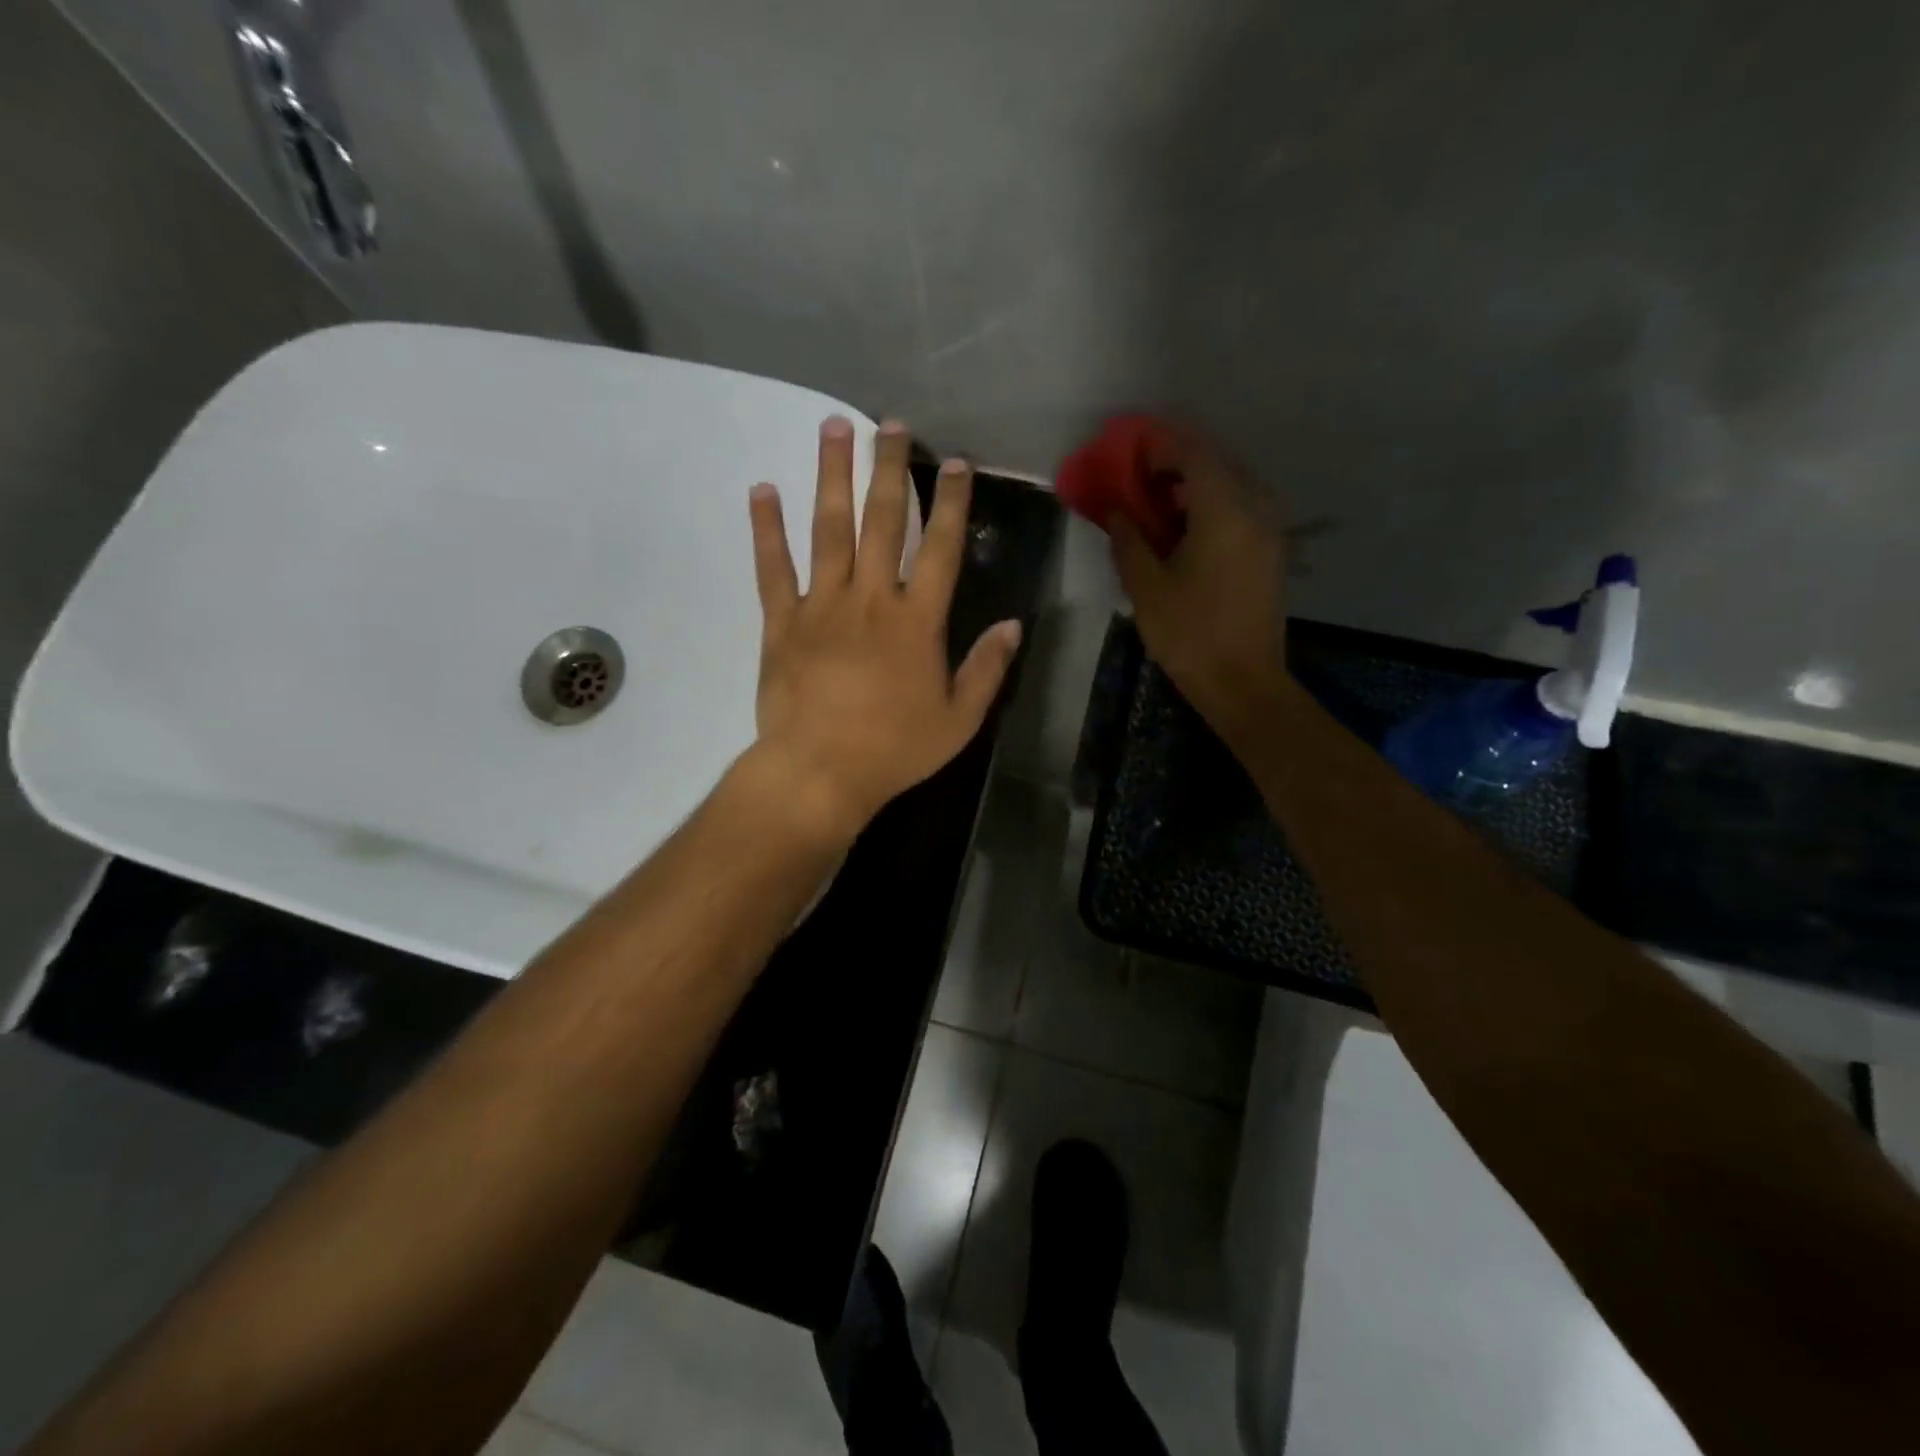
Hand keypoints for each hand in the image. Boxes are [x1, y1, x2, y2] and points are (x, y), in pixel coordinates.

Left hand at [746, 416, 1021, 839]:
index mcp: (916, 621)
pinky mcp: (781, 623)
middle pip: (882, 522)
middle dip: (889, 469)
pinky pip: (772, 568)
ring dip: (831, 476)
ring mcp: (821, 606)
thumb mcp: (959, 720)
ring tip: (833, 427)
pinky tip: (762, 490)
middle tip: (891, 424)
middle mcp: (870, 599)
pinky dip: (766, 529)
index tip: (955, 463)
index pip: (940, 549)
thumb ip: (987, 669)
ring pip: (827, 529)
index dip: (950, 504)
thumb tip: (1013, 625)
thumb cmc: (894, 750)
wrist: (819, 772)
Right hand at [1108, 428, 1289, 745]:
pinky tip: (1185, 529)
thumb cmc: (1190, 634)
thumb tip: (1115, 512)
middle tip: (1139, 476)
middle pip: (1216, 463)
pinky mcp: (1271, 552)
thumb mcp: (1147, 587)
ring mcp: (1269, 530)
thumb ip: (1128, 540)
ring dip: (1194, 485)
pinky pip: (1241, 509)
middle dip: (1176, 462)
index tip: (1128, 451)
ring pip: (1231, 486)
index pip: (1193, 454)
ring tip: (1157, 503)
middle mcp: (1255, 508)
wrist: (1243, 683)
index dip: (1159, 446)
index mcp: (1224, 510)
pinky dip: (1211, 506)